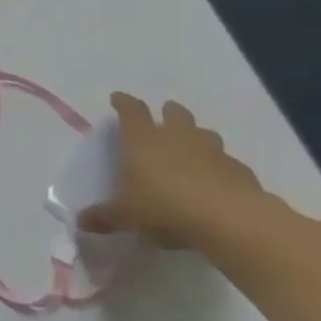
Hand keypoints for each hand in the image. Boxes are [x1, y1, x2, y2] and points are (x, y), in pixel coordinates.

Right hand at [77, 93, 267, 247]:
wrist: (229, 220)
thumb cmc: (164, 208)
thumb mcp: (126, 217)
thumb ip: (104, 217)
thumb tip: (81, 221)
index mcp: (143, 141)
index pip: (131, 111)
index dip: (123, 103)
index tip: (118, 99)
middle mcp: (177, 137)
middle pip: (174, 113)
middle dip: (168, 112)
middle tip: (163, 119)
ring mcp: (212, 151)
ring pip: (204, 133)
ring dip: (196, 137)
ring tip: (190, 150)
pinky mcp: (239, 170)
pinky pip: (226, 162)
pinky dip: (219, 167)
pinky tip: (215, 183)